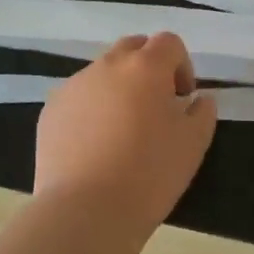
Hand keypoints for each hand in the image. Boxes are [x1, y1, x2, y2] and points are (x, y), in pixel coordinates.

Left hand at [35, 33, 216, 234]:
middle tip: (155, 105)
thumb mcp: (193, 145)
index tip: (183, 98)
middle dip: (148, 67)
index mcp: (145, 67)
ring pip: (102, 72)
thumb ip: (202, 112)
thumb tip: (198, 99)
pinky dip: (92, 108)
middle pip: (132, 47)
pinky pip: (79, 96)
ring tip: (122, 130)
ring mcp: (74, 85)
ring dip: (118, 87)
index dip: (181, 65)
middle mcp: (107, 66)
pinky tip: (95, 146)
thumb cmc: (149, 174)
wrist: (85, 211)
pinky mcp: (51, 109)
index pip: (168, 42)